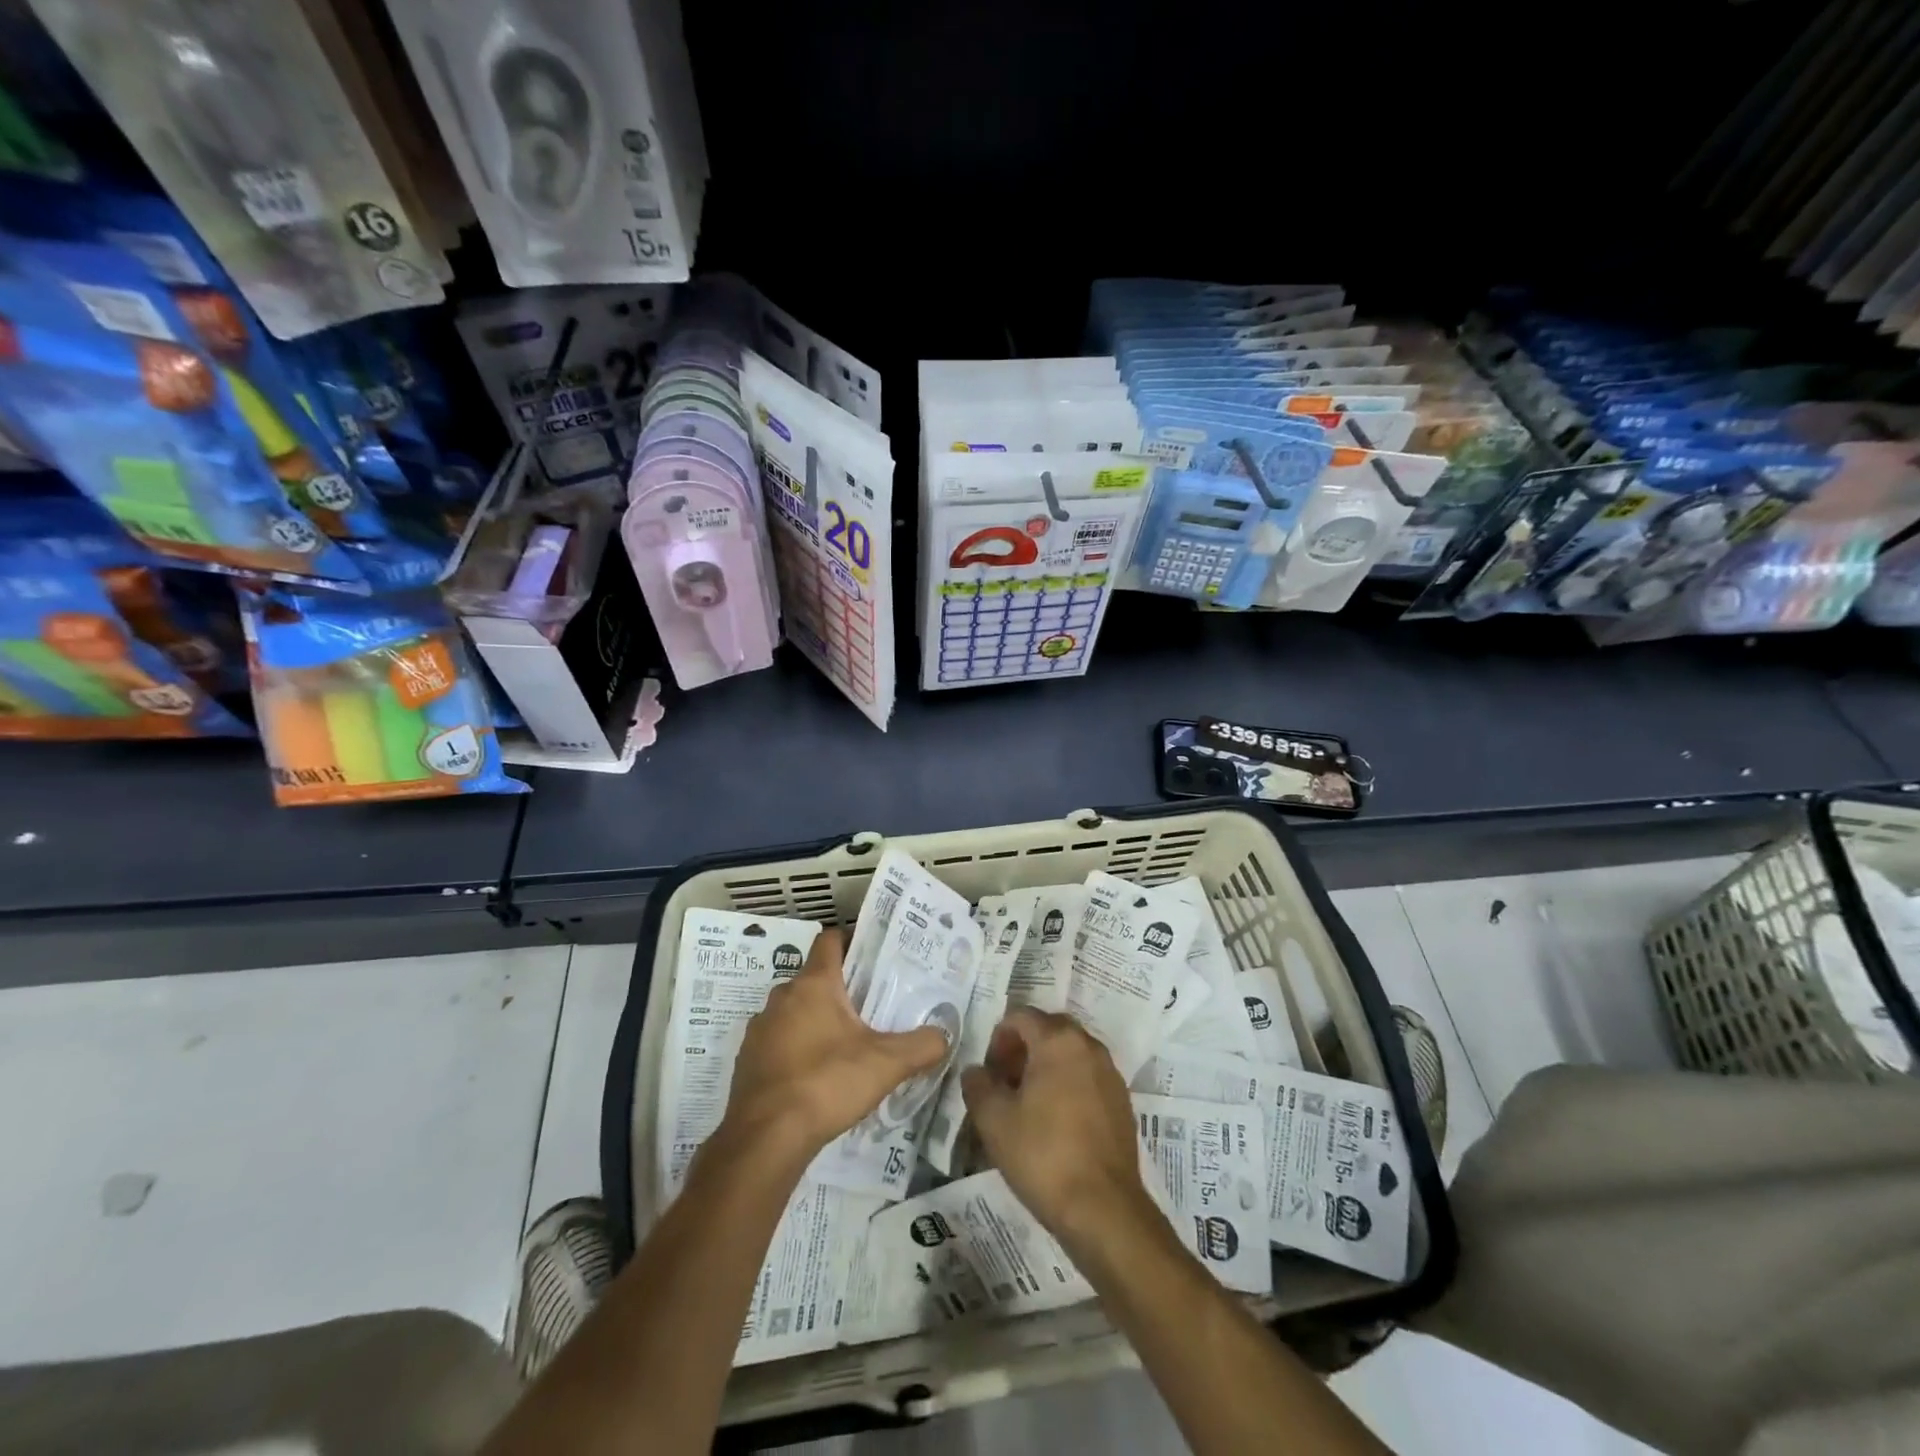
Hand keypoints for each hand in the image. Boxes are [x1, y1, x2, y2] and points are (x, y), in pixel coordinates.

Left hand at [717, 927, 949, 1166]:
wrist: (765, 1139)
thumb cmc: (826, 1083)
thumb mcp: (885, 1064)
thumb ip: (920, 1046)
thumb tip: (943, 1037)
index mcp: (813, 984)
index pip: (830, 940)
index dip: (851, 940)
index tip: (874, 955)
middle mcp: (781, 997)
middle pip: (814, 978)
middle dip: (840, 989)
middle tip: (871, 1005)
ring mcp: (760, 1030)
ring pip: (794, 1012)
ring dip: (816, 1021)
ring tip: (846, 1044)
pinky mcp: (746, 1062)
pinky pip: (778, 1043)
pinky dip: (796, 1050)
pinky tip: (816, 1077)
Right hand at [961, 1009, 1157, 1253]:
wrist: (1103, 1209)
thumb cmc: (1043, 1155)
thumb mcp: (994, 1120)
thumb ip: (978, 1085)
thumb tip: (976, 1071)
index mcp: (1058, 1040)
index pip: (1021, 1016)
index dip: (998, 1039)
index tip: (989, 1072)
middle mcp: (1089, 1046)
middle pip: (1048, 1030)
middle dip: (1022, 1049)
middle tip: (1004, 1084)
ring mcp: (1110, 1073)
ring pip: (1070, 1054)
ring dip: (1046, 1067)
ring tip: (1027, 1105)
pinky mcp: (1122, 1101)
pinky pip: (1088, 1077)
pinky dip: (1068, 1085)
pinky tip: (1055, 1123)